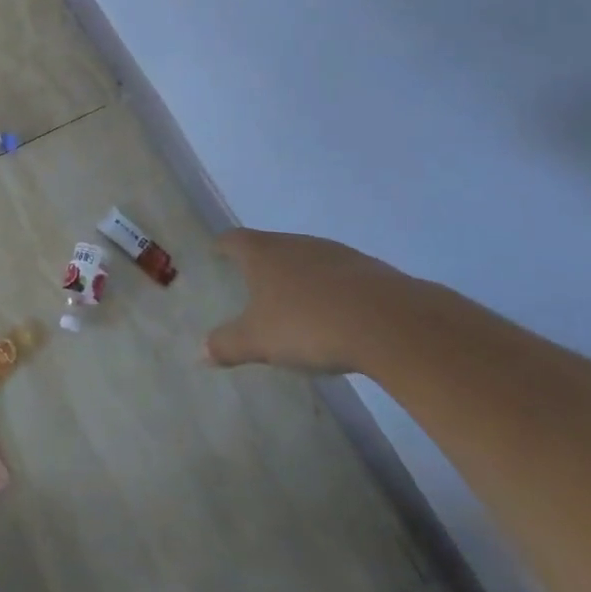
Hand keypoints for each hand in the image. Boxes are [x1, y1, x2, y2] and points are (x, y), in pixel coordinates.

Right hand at [204, 229, 422, 372]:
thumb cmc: (309, 324)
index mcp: (264, 253)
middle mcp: (296, 243)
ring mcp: (335, 254)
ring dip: (298, 276)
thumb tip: (200, 352)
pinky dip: (329, 290)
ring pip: (306, 259)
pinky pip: (338, 276)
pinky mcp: (369, 270)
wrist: (390, 323)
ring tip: (293, 302)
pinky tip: (334, 314)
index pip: (234, 239)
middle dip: (261, 263)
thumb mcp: (260, 341)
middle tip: (252, 283)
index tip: (216, 253)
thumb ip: (228, 344)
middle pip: (271, 245)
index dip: (222, 246)